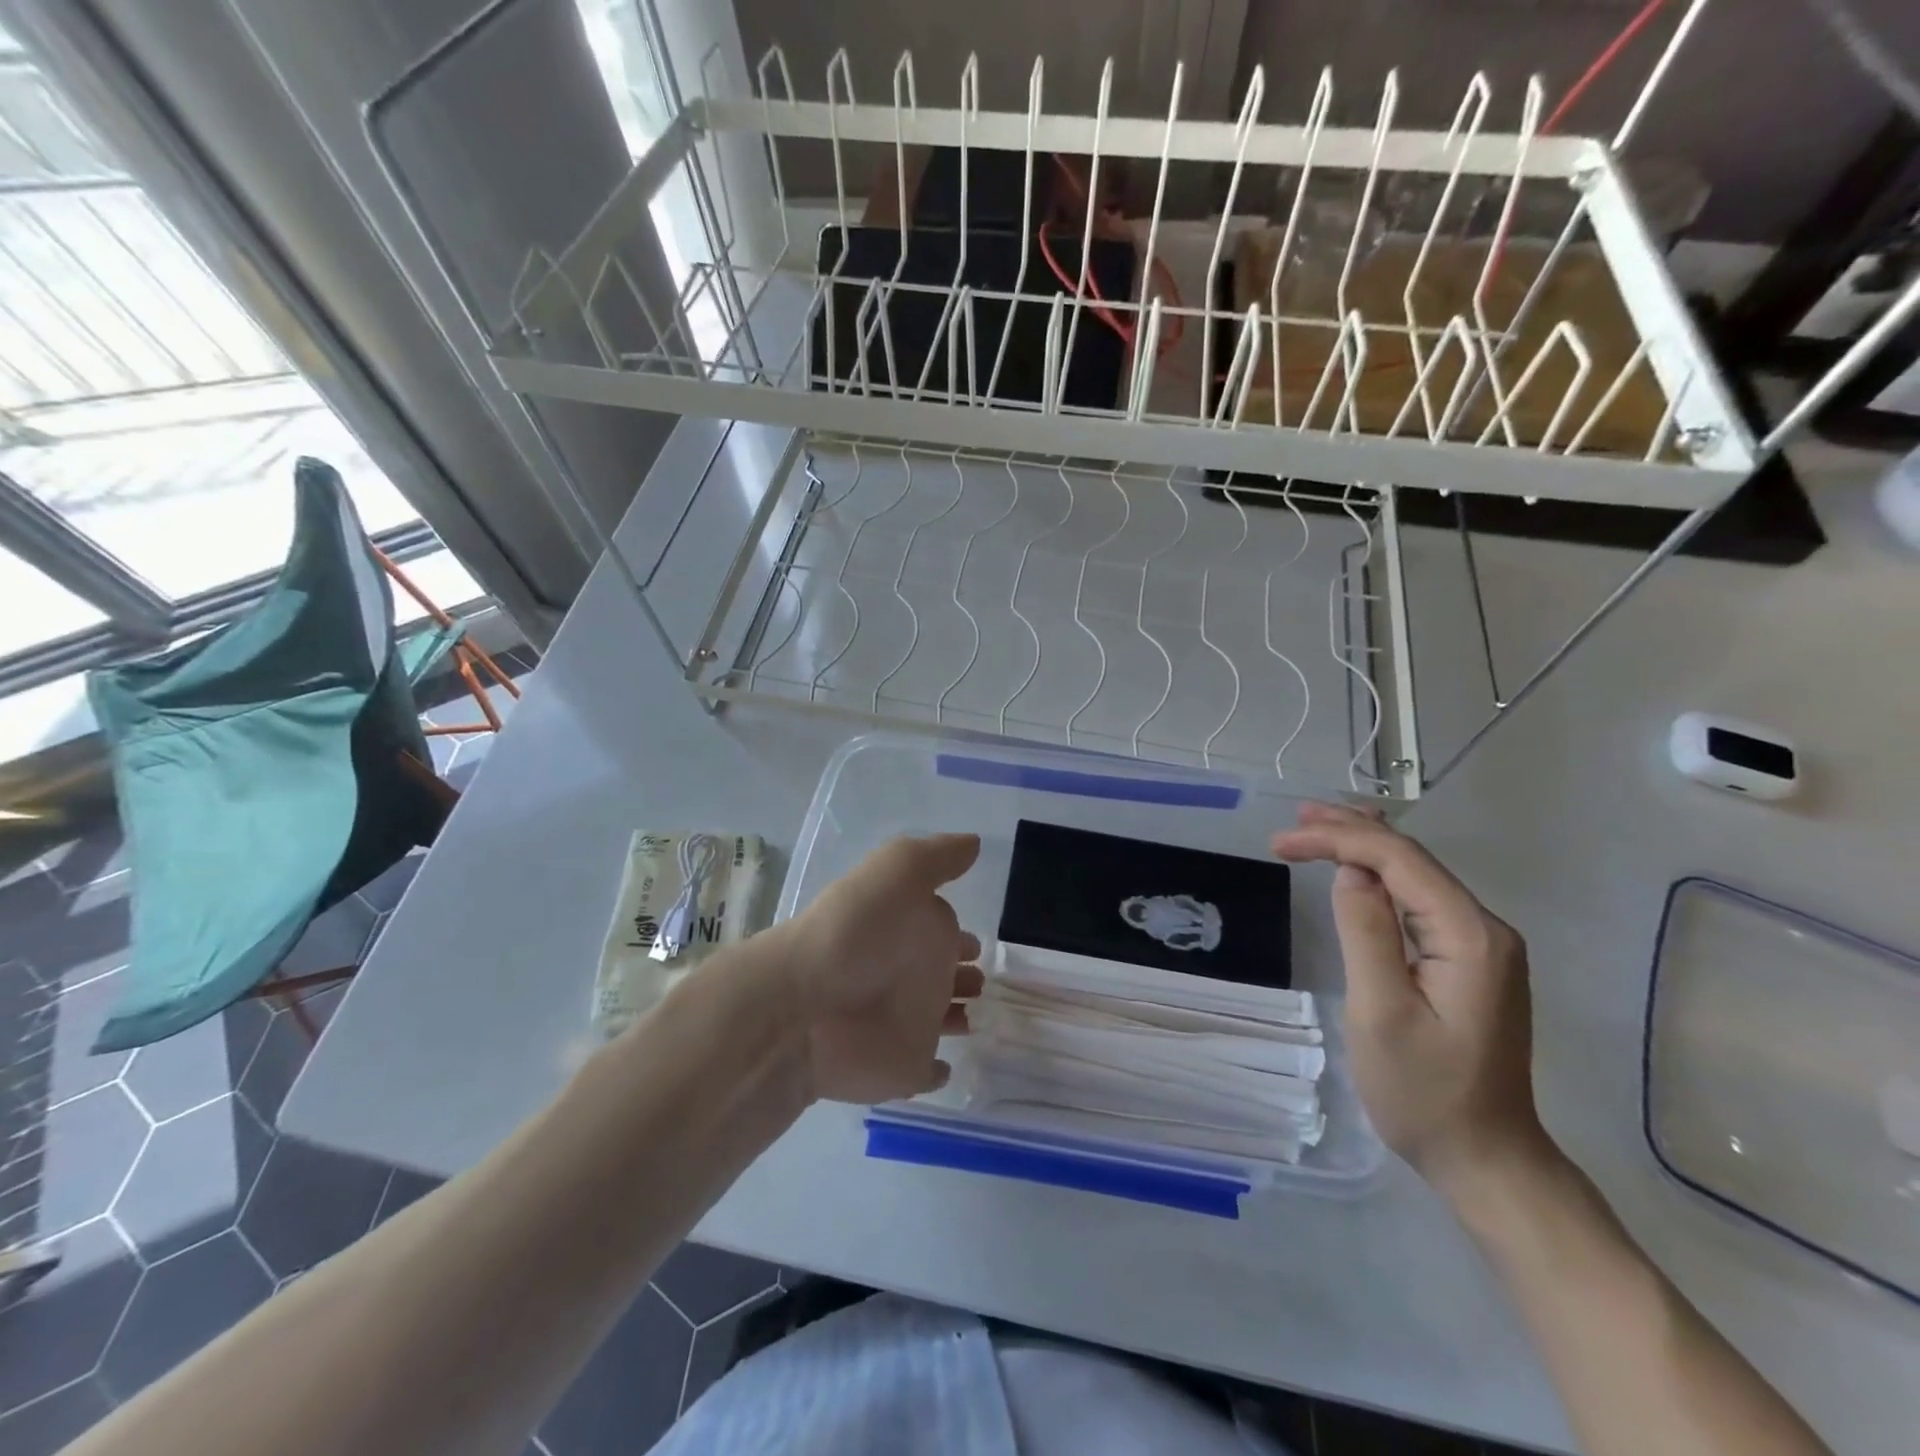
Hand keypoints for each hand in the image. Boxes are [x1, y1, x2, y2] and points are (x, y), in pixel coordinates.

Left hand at [778, 833, 982, 1104]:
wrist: (804, 1007)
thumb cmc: (855, 933)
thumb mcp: (895, 871)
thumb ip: (937, 856)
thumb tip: (973, 842)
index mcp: (912, 928)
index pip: (944, 929)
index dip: (961, 933)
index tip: (978, 941)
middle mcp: (911, 973)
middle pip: (945, 973)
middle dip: (965, 973)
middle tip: (981, 978)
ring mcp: (908, 1023)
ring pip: (942, 1019)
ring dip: (959, 1015)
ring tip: (976, 1013)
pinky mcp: (905, 1068)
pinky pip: (928, 1073)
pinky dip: (938, 1071)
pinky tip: (948, 1067)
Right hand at [1271, 804, 1554, 1197]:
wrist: (1486, 1158)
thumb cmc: (1425, 1092)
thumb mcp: (1382, 1012)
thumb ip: (1366, 933)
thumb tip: (1348, 873)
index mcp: (1469, 936)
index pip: (1399, 860)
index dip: (1338, 839)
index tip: (1281, 841)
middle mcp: (1485, 929)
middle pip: (1412, 858)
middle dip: (1351, 831)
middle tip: (1294, 820)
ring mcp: (1481, 946)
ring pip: (1416, 875)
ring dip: (1364, 848)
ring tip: (1315, 830)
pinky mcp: (1469, 961)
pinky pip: (1420, 900)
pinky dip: (1380, 876)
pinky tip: (1356, 870)